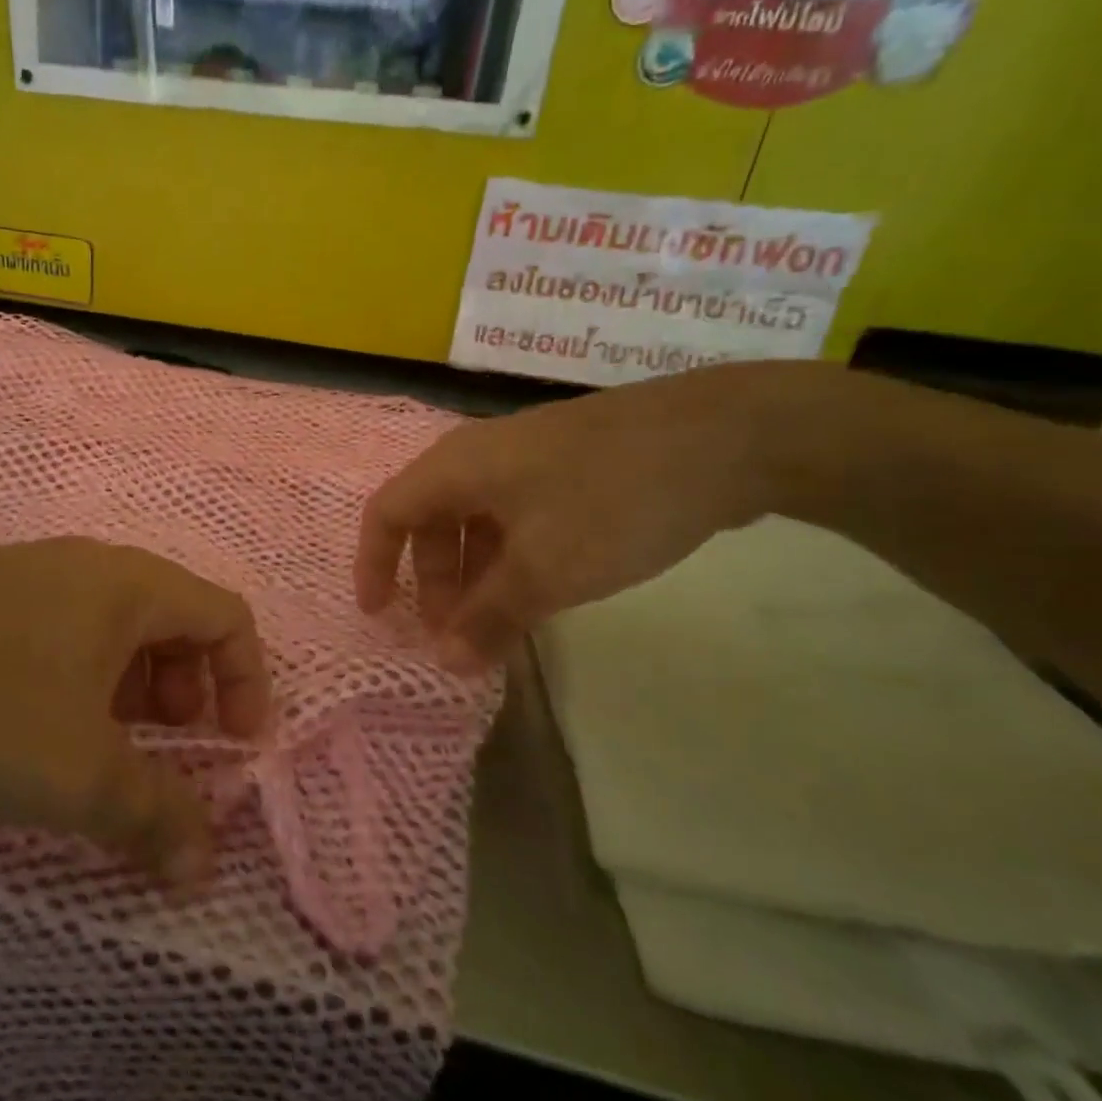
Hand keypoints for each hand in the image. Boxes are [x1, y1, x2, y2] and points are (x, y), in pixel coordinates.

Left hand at [0, 539, 272, 887]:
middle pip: (174, 620)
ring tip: (102, 748)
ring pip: (114, 629)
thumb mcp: (78, 774)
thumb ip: (153, 818)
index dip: (247, 680)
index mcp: (131, 585)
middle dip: (188, 690)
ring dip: (131, 689)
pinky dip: (80, 680)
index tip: (236, 745)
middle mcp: (89, 566)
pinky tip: (37, 728)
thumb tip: (204, 870)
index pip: (227, 616)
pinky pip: (62, 631)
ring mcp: (31, 574)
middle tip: (167, 748)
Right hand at [356, 364, 792, 670]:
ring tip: (498, 625)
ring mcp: (527, 458)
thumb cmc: (612, 501)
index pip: (386, 513)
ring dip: (475, 575)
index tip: (380, 618)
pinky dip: (511, 559)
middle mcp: (479, 456)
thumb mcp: (545, 570)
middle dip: (433, 582)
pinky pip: (516, 517)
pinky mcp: (567, 467)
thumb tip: (444, 662)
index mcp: (456, 467)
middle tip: (455, 635)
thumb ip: (488, 618)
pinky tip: (541, 592)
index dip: (373, 565)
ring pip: (476, 522)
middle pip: (430, 520)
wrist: (728, 437)